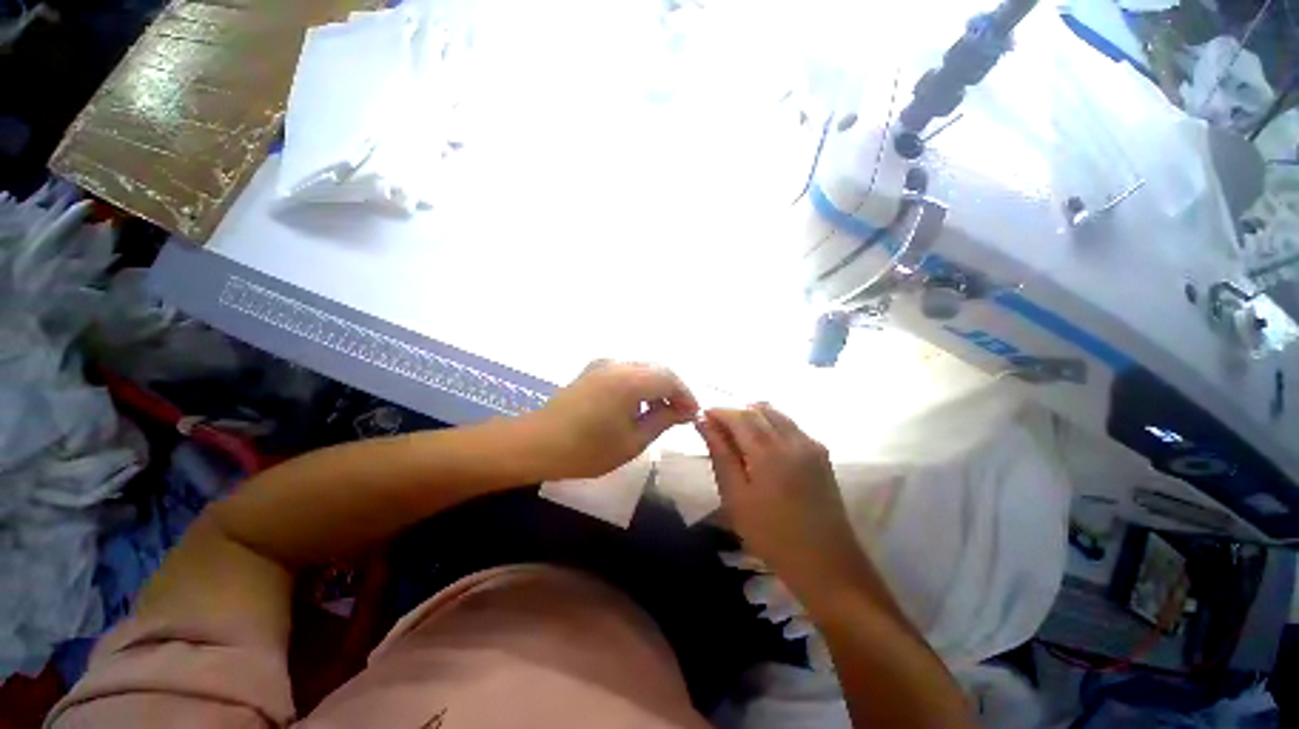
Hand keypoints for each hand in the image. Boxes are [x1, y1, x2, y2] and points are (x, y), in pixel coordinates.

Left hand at [525, 360, 698, 479]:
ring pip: (642, 369)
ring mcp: (602, 365)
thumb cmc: (586, 449)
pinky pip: (625, 372)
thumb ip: (662, 420)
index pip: (670, 378)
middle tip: (680, 414)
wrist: (535, 444)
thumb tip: (684, 411)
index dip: (686, 395)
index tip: (693, 415)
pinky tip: (637, 405)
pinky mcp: (591, 371)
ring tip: (661, 412)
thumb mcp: (632, 441)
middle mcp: (618, 364)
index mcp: (630, 380)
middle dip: (673, 390)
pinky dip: (639, 385)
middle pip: (657, 370)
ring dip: (656, 387)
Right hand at [698, 404, 866, 595]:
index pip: (739, 416)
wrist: (826, 563)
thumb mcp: (735, 497)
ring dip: (754, 416)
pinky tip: (763, 445)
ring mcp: (811, 444)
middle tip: (718, 428)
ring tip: (738, 436)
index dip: (718, 412)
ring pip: (777, 414)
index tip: (702, 417)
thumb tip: (704, 423)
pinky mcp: (821, 453)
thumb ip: (720, 454)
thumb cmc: (771, 534)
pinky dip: (772, 425)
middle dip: (735, 413)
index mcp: (769, 451)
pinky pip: (791, 425)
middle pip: (759, 410)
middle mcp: (793, 439)